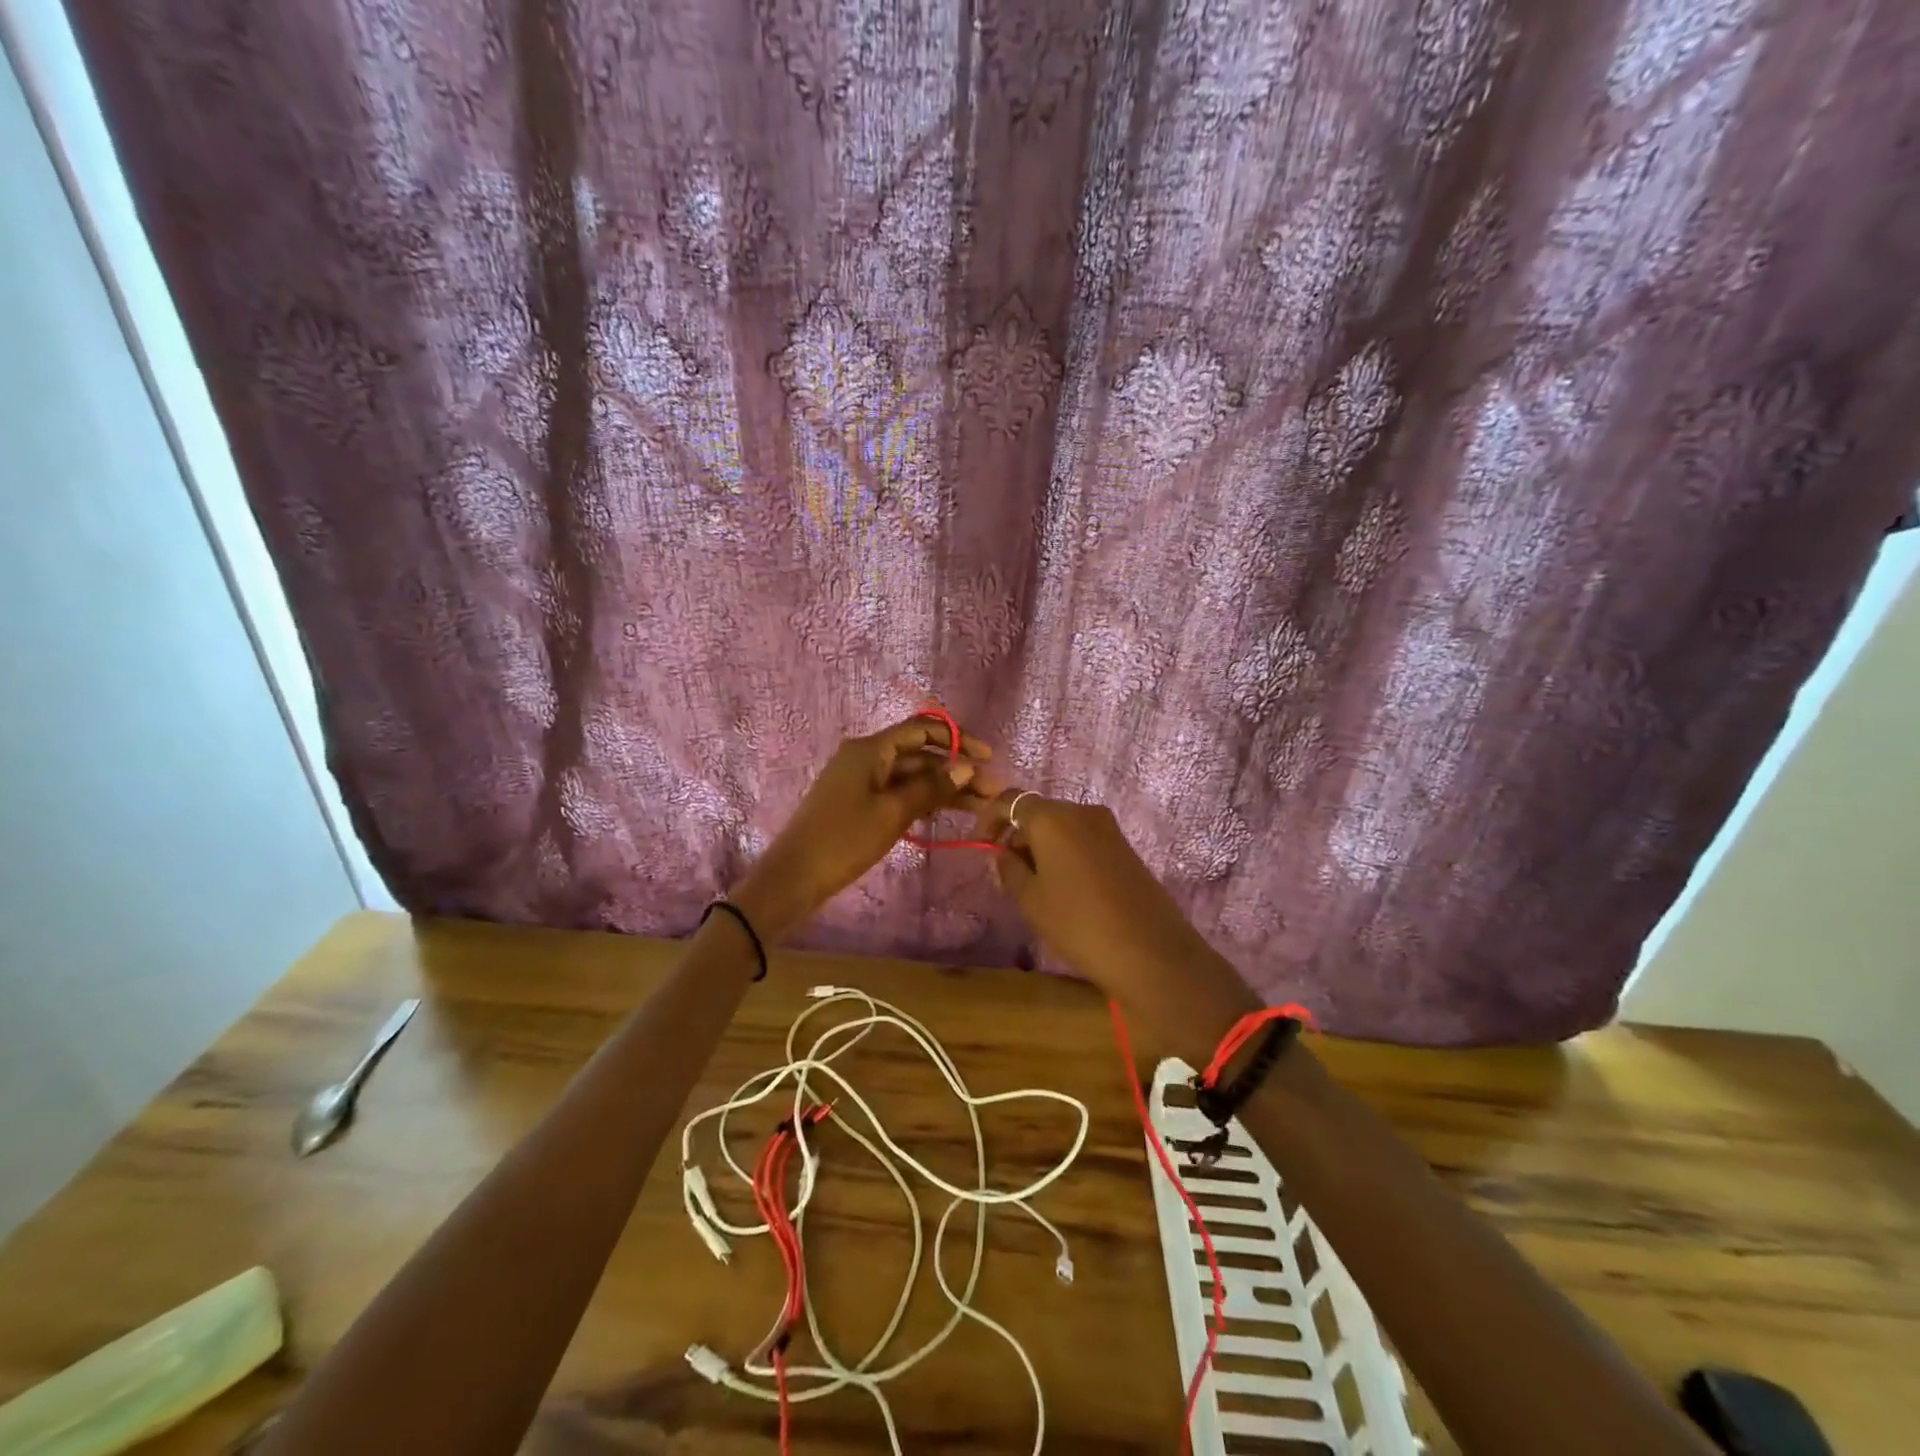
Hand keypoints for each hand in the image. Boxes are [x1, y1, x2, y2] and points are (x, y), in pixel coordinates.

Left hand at [731, 717, 988, 941]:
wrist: (794, 878)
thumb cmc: (843, 841)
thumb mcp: (892, 813)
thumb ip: (931, 787)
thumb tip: (966, 766)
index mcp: (869, 749)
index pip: (921, 729)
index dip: (957, 739)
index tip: (987, 758)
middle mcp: (865, 757)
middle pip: (919, 755)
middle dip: (955, 770)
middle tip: (991, 794)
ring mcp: (861, 780)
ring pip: (911, 776)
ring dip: (943, 788)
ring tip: (980, 807)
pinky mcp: (859, 803)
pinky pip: (898, 792)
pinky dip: (923, 800)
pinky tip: (947, 813)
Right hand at [971, 790, 1259, 1058]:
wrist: (1150, 951)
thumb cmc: (1078, 922)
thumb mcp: (1031, 899)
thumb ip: (1009, 869)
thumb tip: (1004, 853)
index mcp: (1052, 817)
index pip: (1010, 800)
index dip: (989, 818)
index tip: (981, 844)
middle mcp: (1081, 811)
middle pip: (1039, 813)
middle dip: (1018, 836)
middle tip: (1006, 874)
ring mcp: (1108, 828)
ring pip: (1062, 827)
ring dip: (1042, 847)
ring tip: (1033, 887)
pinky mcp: (1125, 847)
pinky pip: (1084, 840)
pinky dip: (1066, 854)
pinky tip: (1064, 889)